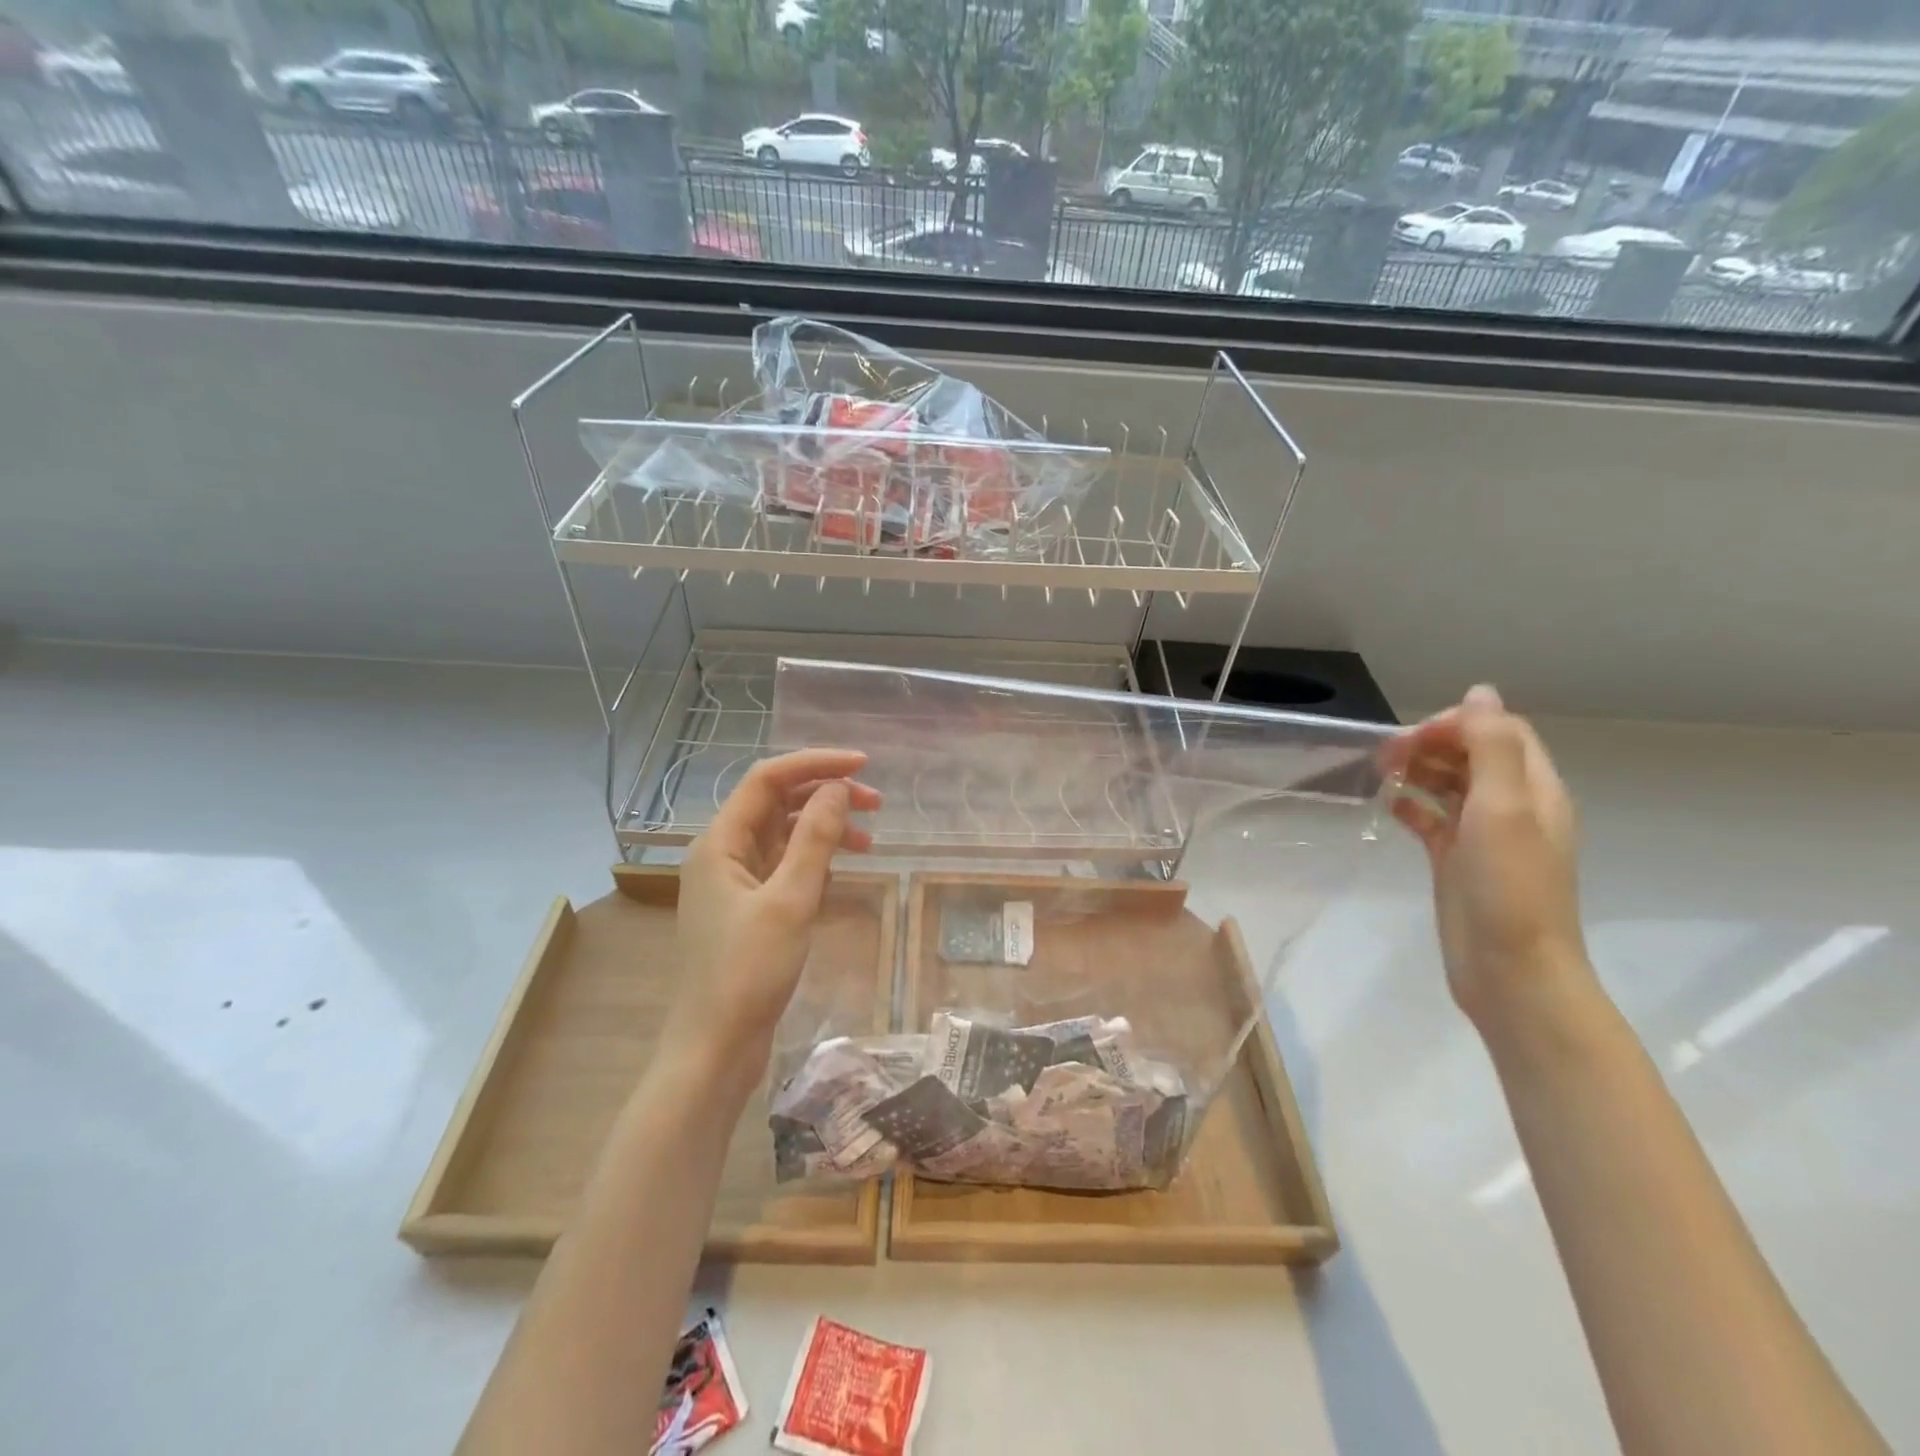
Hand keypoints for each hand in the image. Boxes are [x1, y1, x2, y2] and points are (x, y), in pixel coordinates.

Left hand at [669, 749, 880, 1070]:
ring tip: (869, 841)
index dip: (815, 764)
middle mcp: (722, 853)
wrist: (715, 1049)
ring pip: (783, 835)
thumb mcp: (790, 901)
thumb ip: (815, 839)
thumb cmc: (748, 973)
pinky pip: (784, 866)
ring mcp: (734, 882)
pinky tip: (840, 870)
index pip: (768, 779)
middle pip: (777, 803)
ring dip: (824, 828)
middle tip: (877, 805)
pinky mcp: (747, 908)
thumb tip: (838, 789)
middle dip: (825, 795)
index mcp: (720, 842)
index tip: (863, 766)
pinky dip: (814, 859)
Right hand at [1381, 685, 1590, 1030]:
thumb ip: (1492, 747)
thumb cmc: (1508, 887)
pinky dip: (1410, 807)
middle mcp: (1511, 807)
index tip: (1415, 739)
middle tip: (1386, 756)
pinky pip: (1431, 820)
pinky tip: (1387, 808)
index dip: (1458, 723)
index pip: (1500, 732)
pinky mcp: (1456, 860)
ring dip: (1417, 771)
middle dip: (1430, 745)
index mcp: (1533, 790)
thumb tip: (1480, 692)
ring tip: (1380, 774)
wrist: (1509, 970)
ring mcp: (1483, 835)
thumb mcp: (1502, 808)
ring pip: (1449, 785)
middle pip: (1472, 755)